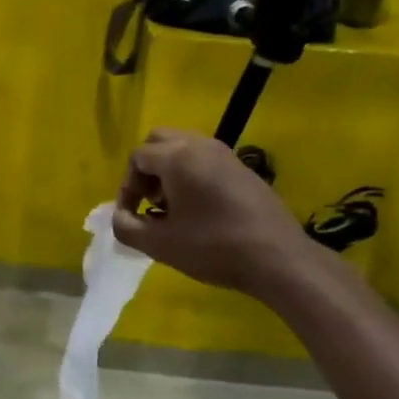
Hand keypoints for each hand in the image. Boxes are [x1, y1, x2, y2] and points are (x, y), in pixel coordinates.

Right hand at [111, 128, 327, 300]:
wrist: (278, 258)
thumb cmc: (213, 248)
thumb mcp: (160, 244)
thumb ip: (127, 227)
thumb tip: (119, 216)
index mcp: (177, 157)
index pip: (137, 157)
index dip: (127, 187)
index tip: (132, 216)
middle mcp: (200, 145)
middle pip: (159, 141)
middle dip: (147, 169)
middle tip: (150, 202)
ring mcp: (225, 154)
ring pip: (184, 148)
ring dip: (169, 171)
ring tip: (172, 208)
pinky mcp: (243, 168)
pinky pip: (205, 159)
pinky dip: (192, 174)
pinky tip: (199, 210)